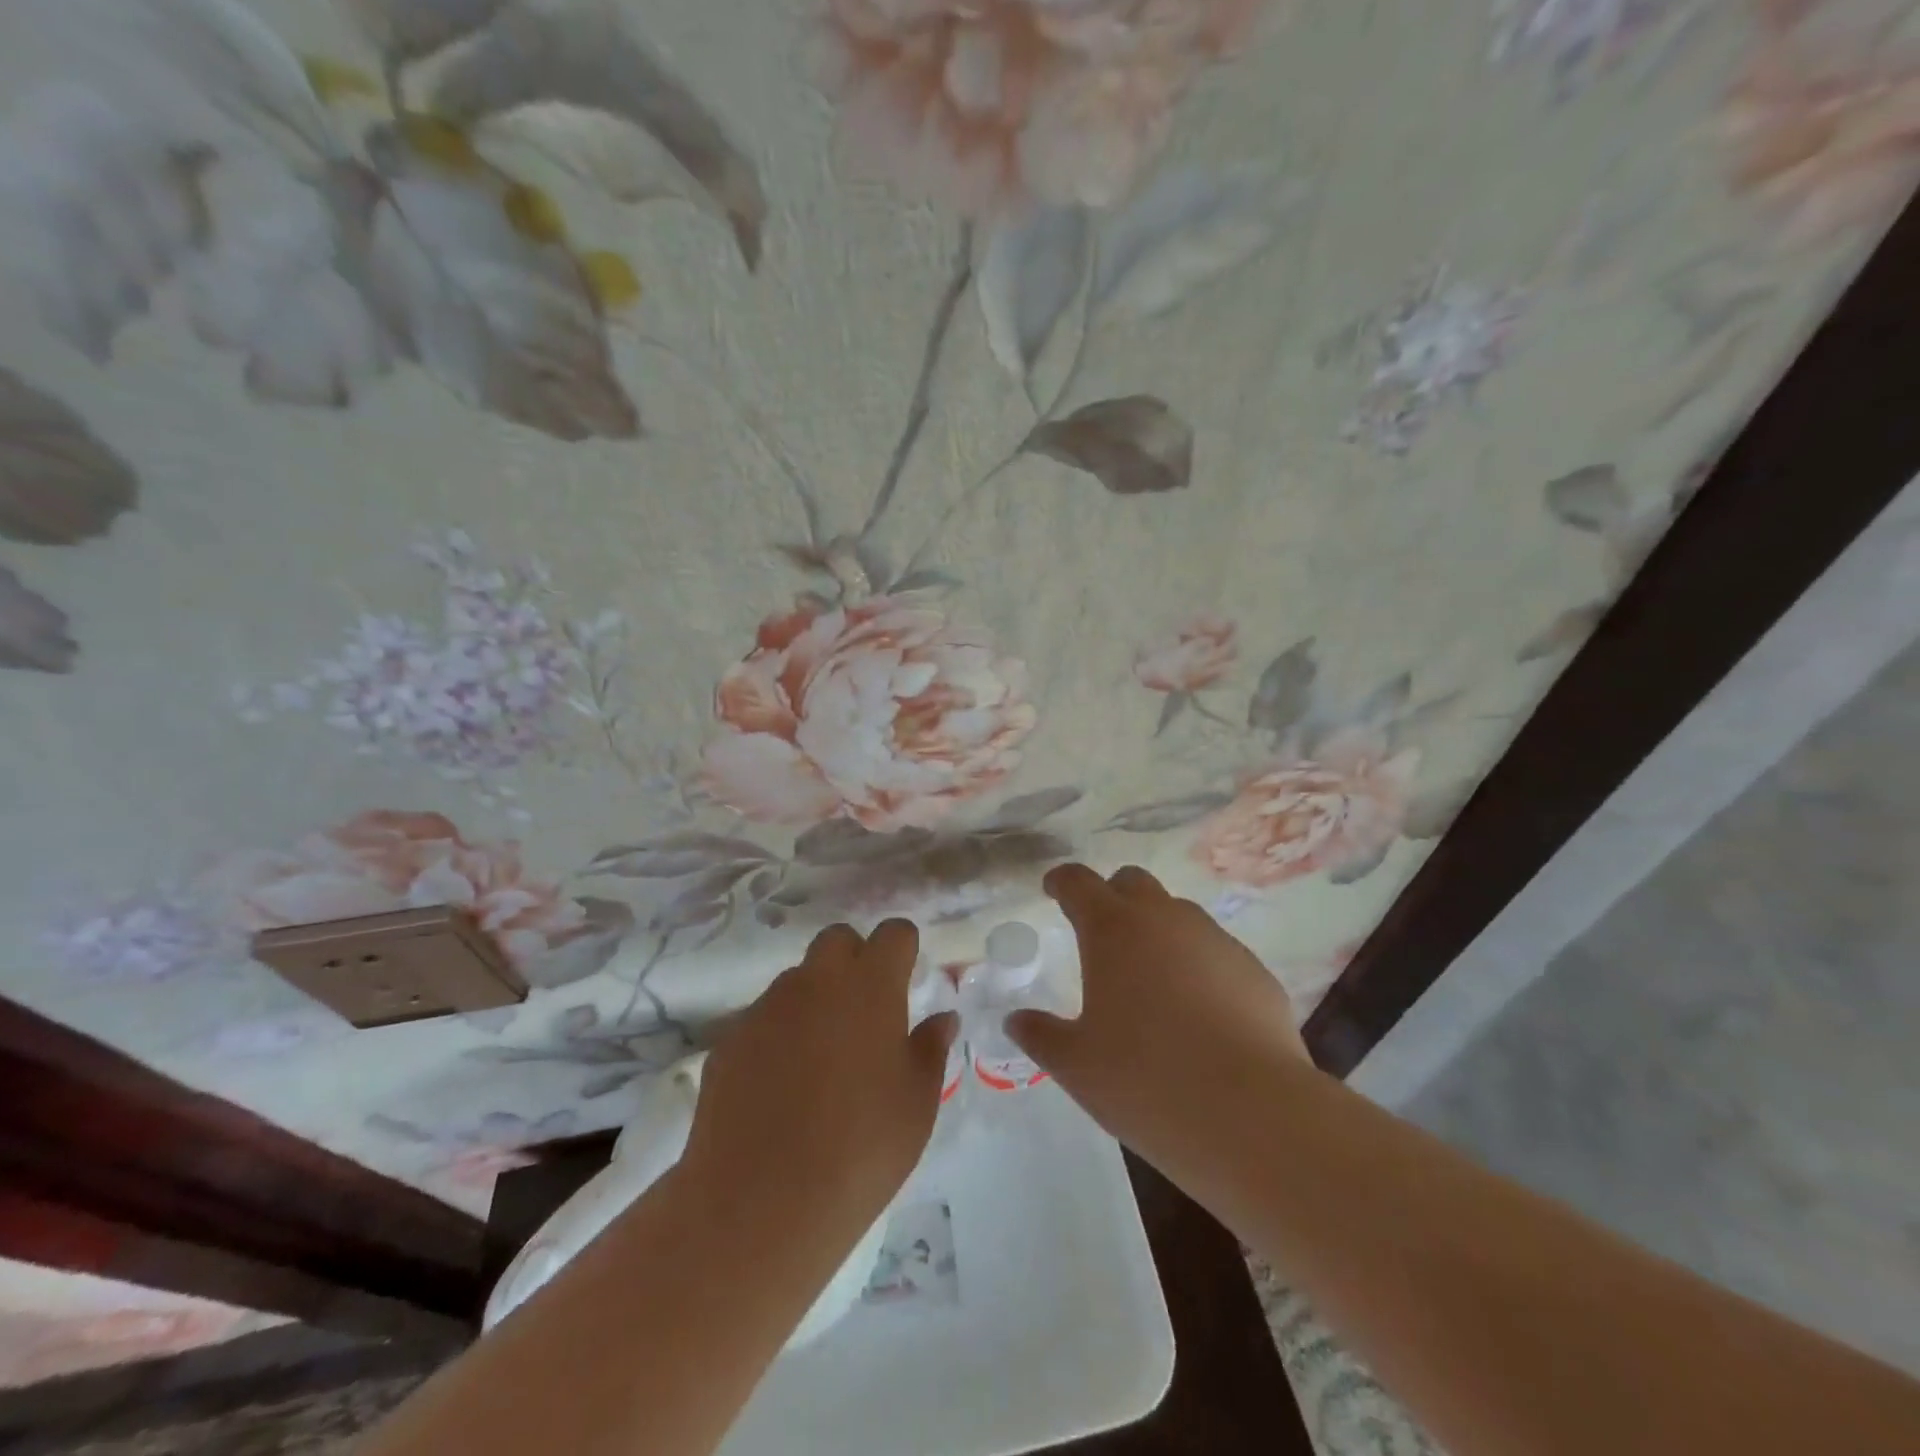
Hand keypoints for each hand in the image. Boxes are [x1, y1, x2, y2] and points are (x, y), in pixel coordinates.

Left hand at [683, 920, 956, 1230]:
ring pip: (798, 979)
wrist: (760, 1201)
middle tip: (866, 1010)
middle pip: (838, 939)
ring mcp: (767, 1007)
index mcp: (870, 986)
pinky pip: (764, 1019)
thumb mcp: (917, 1103)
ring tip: (822, 1057)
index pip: (894, 932)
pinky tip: (781, 1086)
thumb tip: (942, 1017)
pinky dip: (779, 1035)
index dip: (904, 949)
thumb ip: (930, 1048)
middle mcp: (816, 981)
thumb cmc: (861, 1148)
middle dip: (855, 958)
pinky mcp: (730, 1039)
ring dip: (816, 997)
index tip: (908, 977)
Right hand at [1008, 864, 1311, 1177]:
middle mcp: (1164, 919)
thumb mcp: (1076, 1065)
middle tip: (1100, 934)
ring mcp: (1215, 940)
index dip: (1061, 882)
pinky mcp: (1254, 970)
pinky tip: (1199, 1013)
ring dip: (1157, 931)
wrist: (1253, 1115)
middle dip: (1111, 896)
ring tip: (1151, 980)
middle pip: (1132, 882)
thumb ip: (1040, 1035)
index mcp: (1111, 930)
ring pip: (1178, 914)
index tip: (1052, 890)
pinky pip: (1214, 952)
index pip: (1078, 882)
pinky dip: (1197, 965)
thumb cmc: (1146, 1081)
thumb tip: (1016, 1020)